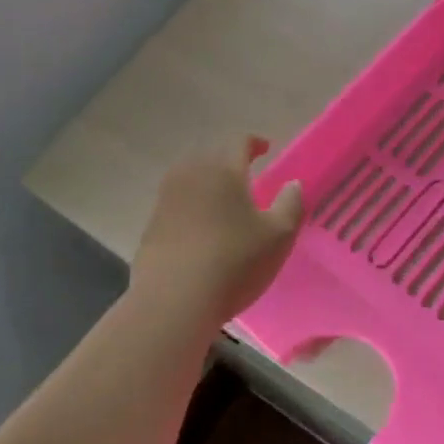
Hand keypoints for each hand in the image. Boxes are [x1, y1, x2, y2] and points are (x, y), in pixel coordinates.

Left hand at [131, 138, 303, 329]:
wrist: (173, 302)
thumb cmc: (234, 262)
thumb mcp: (278, 236)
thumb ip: (290, 204)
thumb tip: (293, 184)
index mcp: (223, 169)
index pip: (238, 141)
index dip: (254, 142)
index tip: (265, 148)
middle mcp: (190, 175)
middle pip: (210, 155)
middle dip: (228, 160)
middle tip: (245, 173)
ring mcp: (165, 200)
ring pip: (188, 178)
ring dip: (206, 182)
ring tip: (222, 200)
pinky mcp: (150, 226)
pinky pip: (175, 203)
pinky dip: (190, 206)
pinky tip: (200, 229)